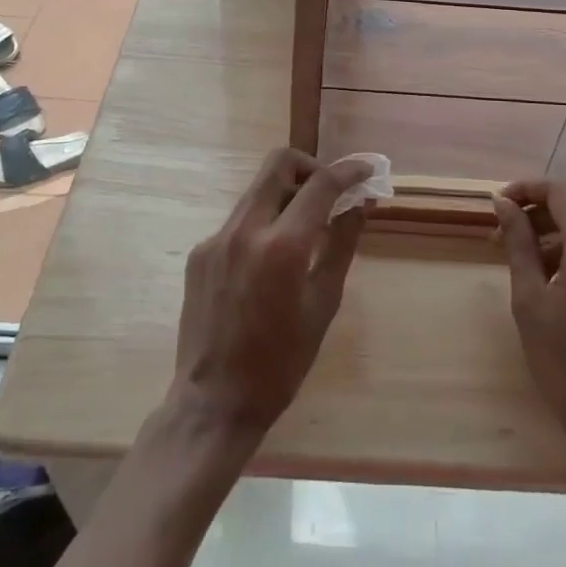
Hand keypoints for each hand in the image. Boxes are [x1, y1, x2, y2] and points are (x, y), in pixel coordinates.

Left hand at [172, 149, 373, 435]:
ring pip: (257, 190)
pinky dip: (263, 223)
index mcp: (282, 247)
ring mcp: (216, 239)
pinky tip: (271, 261)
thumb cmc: (281, 363)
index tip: (366, 169)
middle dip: (310, 167)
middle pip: (278, 164)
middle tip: (329, 192)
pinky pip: (239, 220)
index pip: (320, 185)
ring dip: (286, 194)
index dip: (348, 171)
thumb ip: (341, 245)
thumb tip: (360, 203)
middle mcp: (244, 230)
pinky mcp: (200, 252)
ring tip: (306, 227)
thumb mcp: (323, 304)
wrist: (213, 402)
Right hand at [492, 179, 565, 470]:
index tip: (498, 206)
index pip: (558, 191)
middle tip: (502, 244)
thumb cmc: (565, 363)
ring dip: (557, 242)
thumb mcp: (529, 299)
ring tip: (528, 271)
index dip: (525, 190)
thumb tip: (502, 202)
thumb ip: (518, 242)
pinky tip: (561, 288)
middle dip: (537, 221)